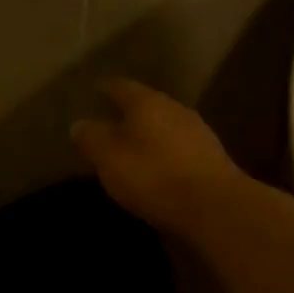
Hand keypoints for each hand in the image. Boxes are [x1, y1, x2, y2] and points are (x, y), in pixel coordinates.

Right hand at [71, 78, 243, 232]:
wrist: (214, 206)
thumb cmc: (153, 176)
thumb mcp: (109, 158)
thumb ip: (92, 138)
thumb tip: (79, 124)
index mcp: (146, 102)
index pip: (120, 86)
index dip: (106, 88)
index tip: (95, 90)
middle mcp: (174, 108)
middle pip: (147, 104)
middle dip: (129, 113)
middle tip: (111, 122)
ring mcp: (198, 131)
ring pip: (166, 125)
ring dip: (150, 133)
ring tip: (134, 146)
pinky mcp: (212, 157)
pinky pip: (180, 147)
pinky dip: (166, 152)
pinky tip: (159, 167)